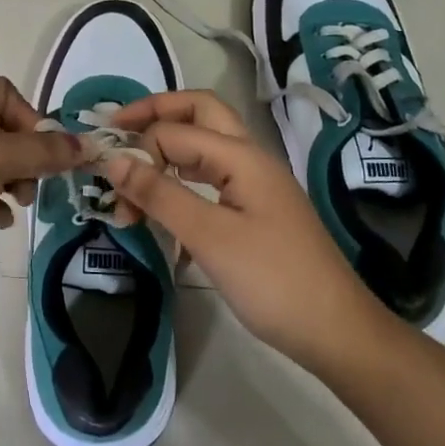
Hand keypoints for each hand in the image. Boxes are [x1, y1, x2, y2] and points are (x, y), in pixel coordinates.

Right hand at [101, 90, 393, 372]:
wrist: (337, 333)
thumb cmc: (273, 281)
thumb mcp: (209, 237)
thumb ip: (160, 194)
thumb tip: (113, 159)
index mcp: (242, 156)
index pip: (176, 130)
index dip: (139, 146)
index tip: (107, 180)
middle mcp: (250, 158)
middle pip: (199, 113)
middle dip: (156, 115)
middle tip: (117, 131)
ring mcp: (256, 184)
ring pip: (205, 146)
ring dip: (168, 151)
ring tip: (133, 177)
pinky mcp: (256, 210)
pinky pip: (212, 178)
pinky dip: (183, 181)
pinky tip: (165, 209)